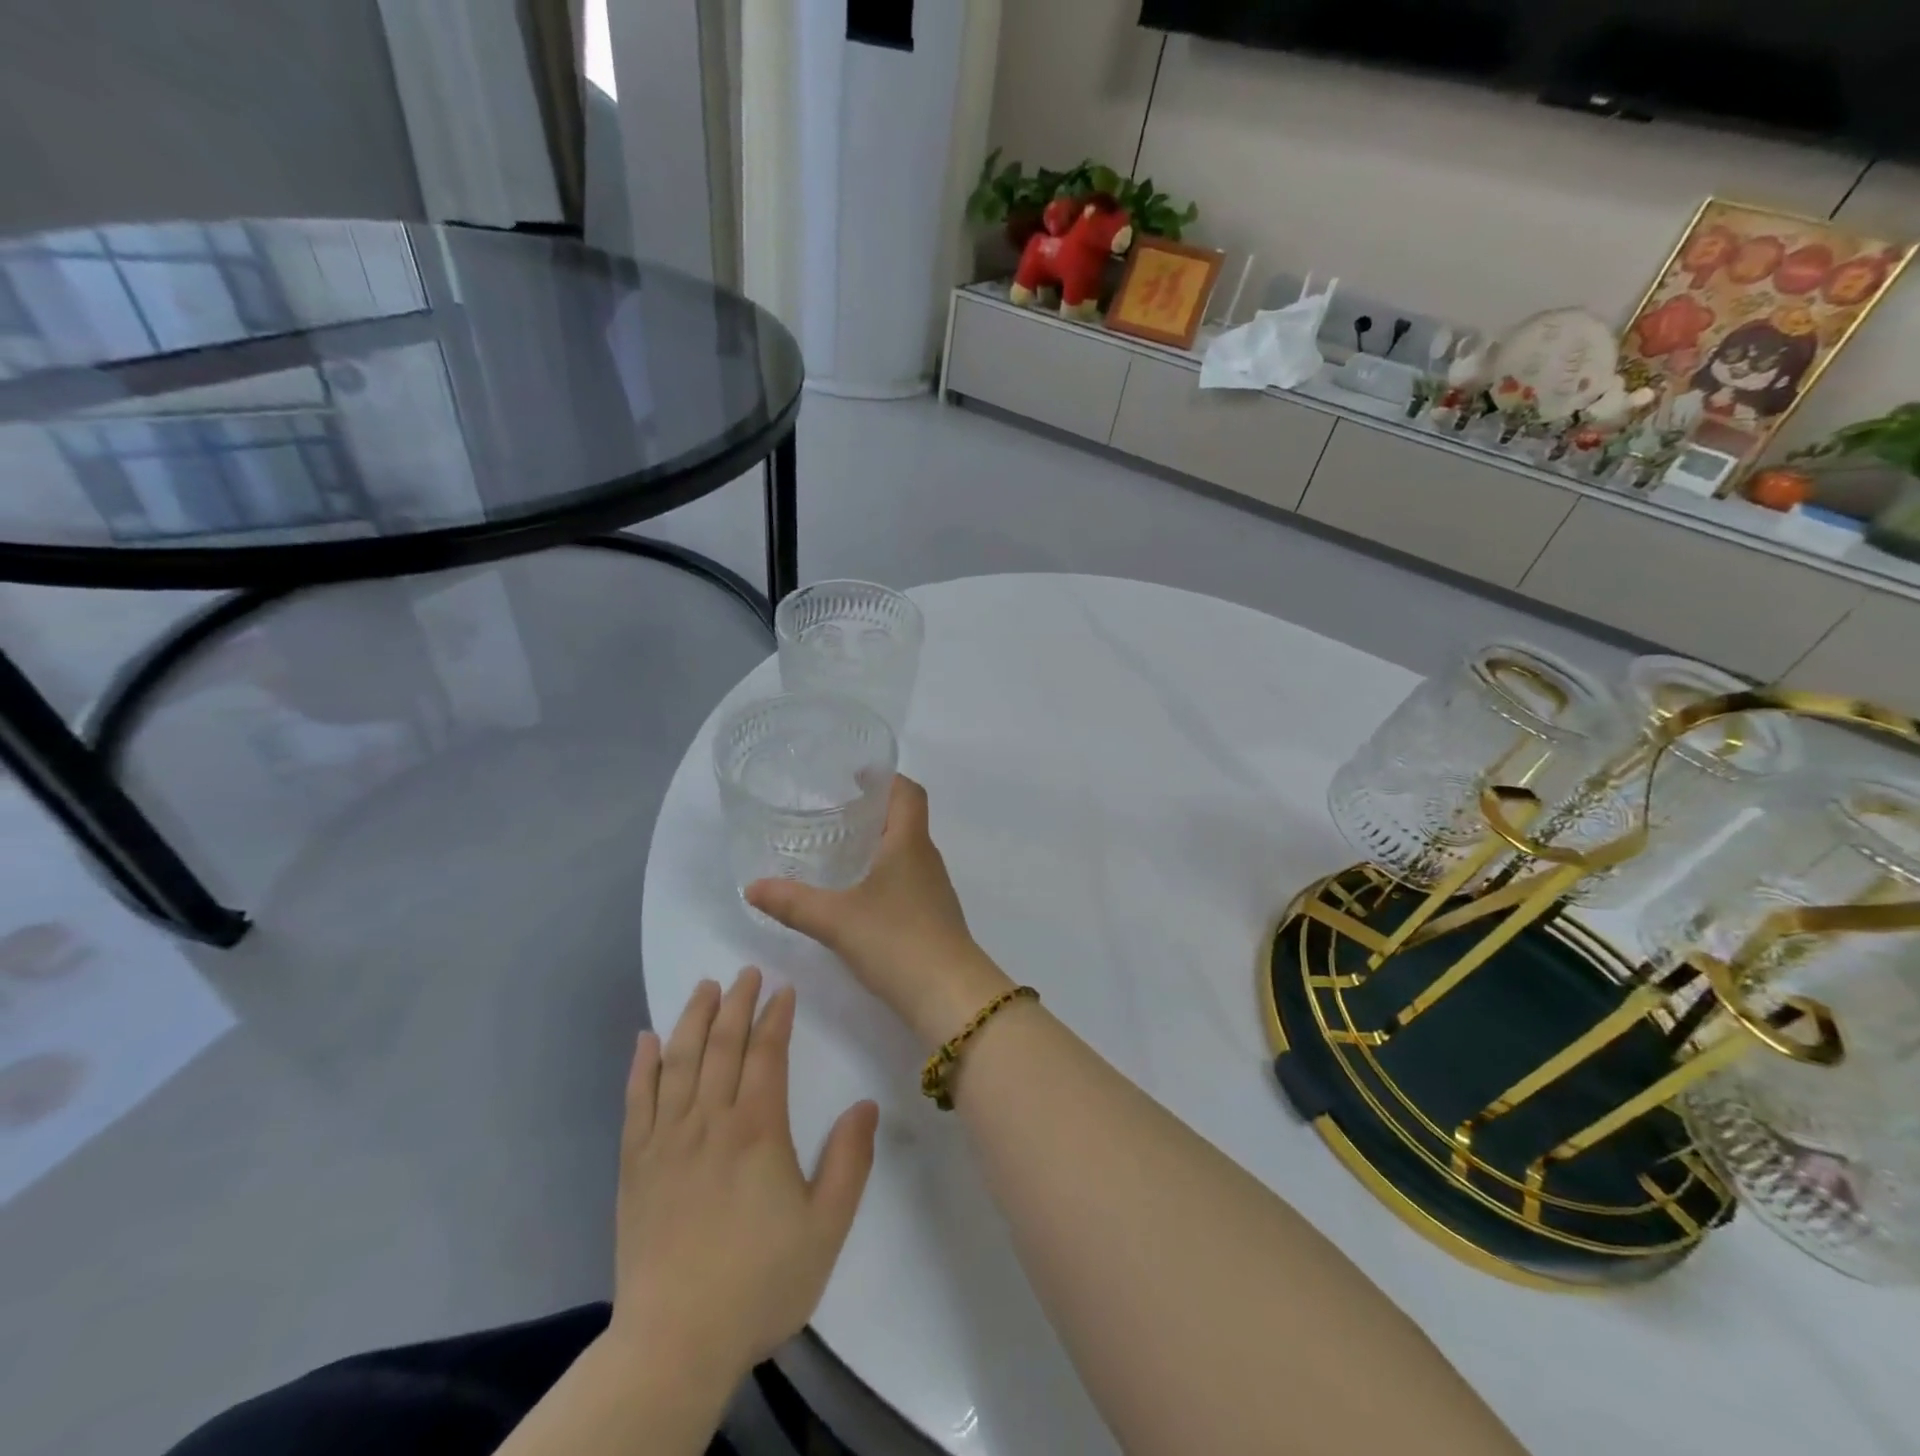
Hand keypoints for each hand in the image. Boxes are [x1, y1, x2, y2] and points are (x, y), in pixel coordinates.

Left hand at [611, 968, 877, 1378]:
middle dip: (736, 1003)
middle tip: (746, 972)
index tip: (783, 989)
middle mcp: (709, 1121)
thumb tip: (865, 1103)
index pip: (766, 1054)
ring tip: (704, 988)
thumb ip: (850, 1162)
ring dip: (692, 1019)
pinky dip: (641, 1066)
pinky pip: (636, 1101)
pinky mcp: (635, 1165)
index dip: (775, 1017)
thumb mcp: (825, 1228)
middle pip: (721, 1045)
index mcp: (757, 1130)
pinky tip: (645, 1039)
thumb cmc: (759, 1283)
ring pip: (678, 1062)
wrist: (674, 1344)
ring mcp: (666, 1141)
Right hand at [746, 776, 1013, 1047]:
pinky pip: (907, 880)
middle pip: (906, 819)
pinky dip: (884, 874)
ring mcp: (934, 889)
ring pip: (907, 852)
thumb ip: (793, 903)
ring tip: (840, 850)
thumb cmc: (897, 941)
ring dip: (879, 844)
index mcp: (910, 843)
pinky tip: (859, 895)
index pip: (909, 792)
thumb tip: (752, 887)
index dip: (886, 778)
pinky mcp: (933, 917)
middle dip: (874, 810)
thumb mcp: (836, 920)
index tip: (857, 775)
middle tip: (835, 811)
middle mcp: (927, 858)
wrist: (949, 995)